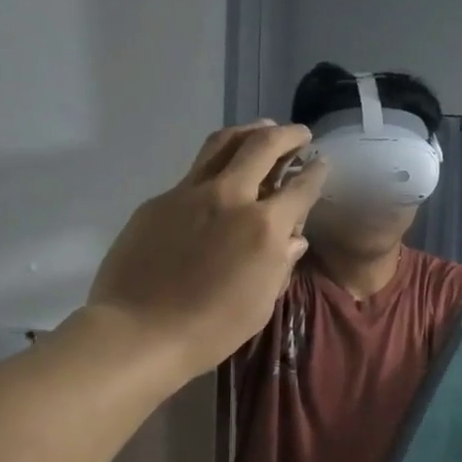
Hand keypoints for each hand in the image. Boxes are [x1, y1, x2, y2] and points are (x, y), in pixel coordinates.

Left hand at [85, 122, 325, 377]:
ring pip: (223, 144)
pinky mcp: (159, 200)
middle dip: (287, 135)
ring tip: (262, 130)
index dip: (316, 172)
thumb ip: (281, 264)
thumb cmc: (212, 329)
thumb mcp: (261, 303)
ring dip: (248, 132)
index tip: (322, 162)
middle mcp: (230, 197)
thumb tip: (293, 240)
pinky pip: (194, 173)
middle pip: (263, 146)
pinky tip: (219, 179)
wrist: (139, 332)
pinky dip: (216, 166)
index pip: (300, 187)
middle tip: (299, 134)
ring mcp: (189, 193)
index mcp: (264, 226)